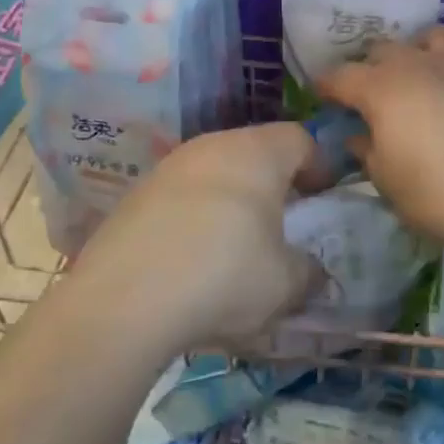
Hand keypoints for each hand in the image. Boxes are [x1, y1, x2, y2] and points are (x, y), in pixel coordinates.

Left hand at [76, 122, 323, 353]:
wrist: (122, 303)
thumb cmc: (224, 276)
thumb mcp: (285, 283)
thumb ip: (308, 271)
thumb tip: (311, 271)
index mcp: (257, 153)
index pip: (300, 139)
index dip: (318, 166)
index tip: (321, 199)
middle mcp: (212, 146)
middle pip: (254, 151)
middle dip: (272, 183)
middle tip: (281, 222)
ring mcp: (168, 168)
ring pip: (214, 172)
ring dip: (229, 200)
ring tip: (233, 245)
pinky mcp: (133, 196)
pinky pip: (179, 197)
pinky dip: (192, 218)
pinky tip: (189, 260)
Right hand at [318, 15, 443, 261]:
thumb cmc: (439, 197)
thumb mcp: (388, 183)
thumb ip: (368, 151)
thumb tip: (358, 135)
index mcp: (382, 90)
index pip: (341, 76)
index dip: (327, 85)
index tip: (323, 96)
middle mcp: (421, 63)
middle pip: (385, 49)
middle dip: (372, 68)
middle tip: (374, 95)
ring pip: (435, 34)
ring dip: (422, 48)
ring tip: (423, 70)